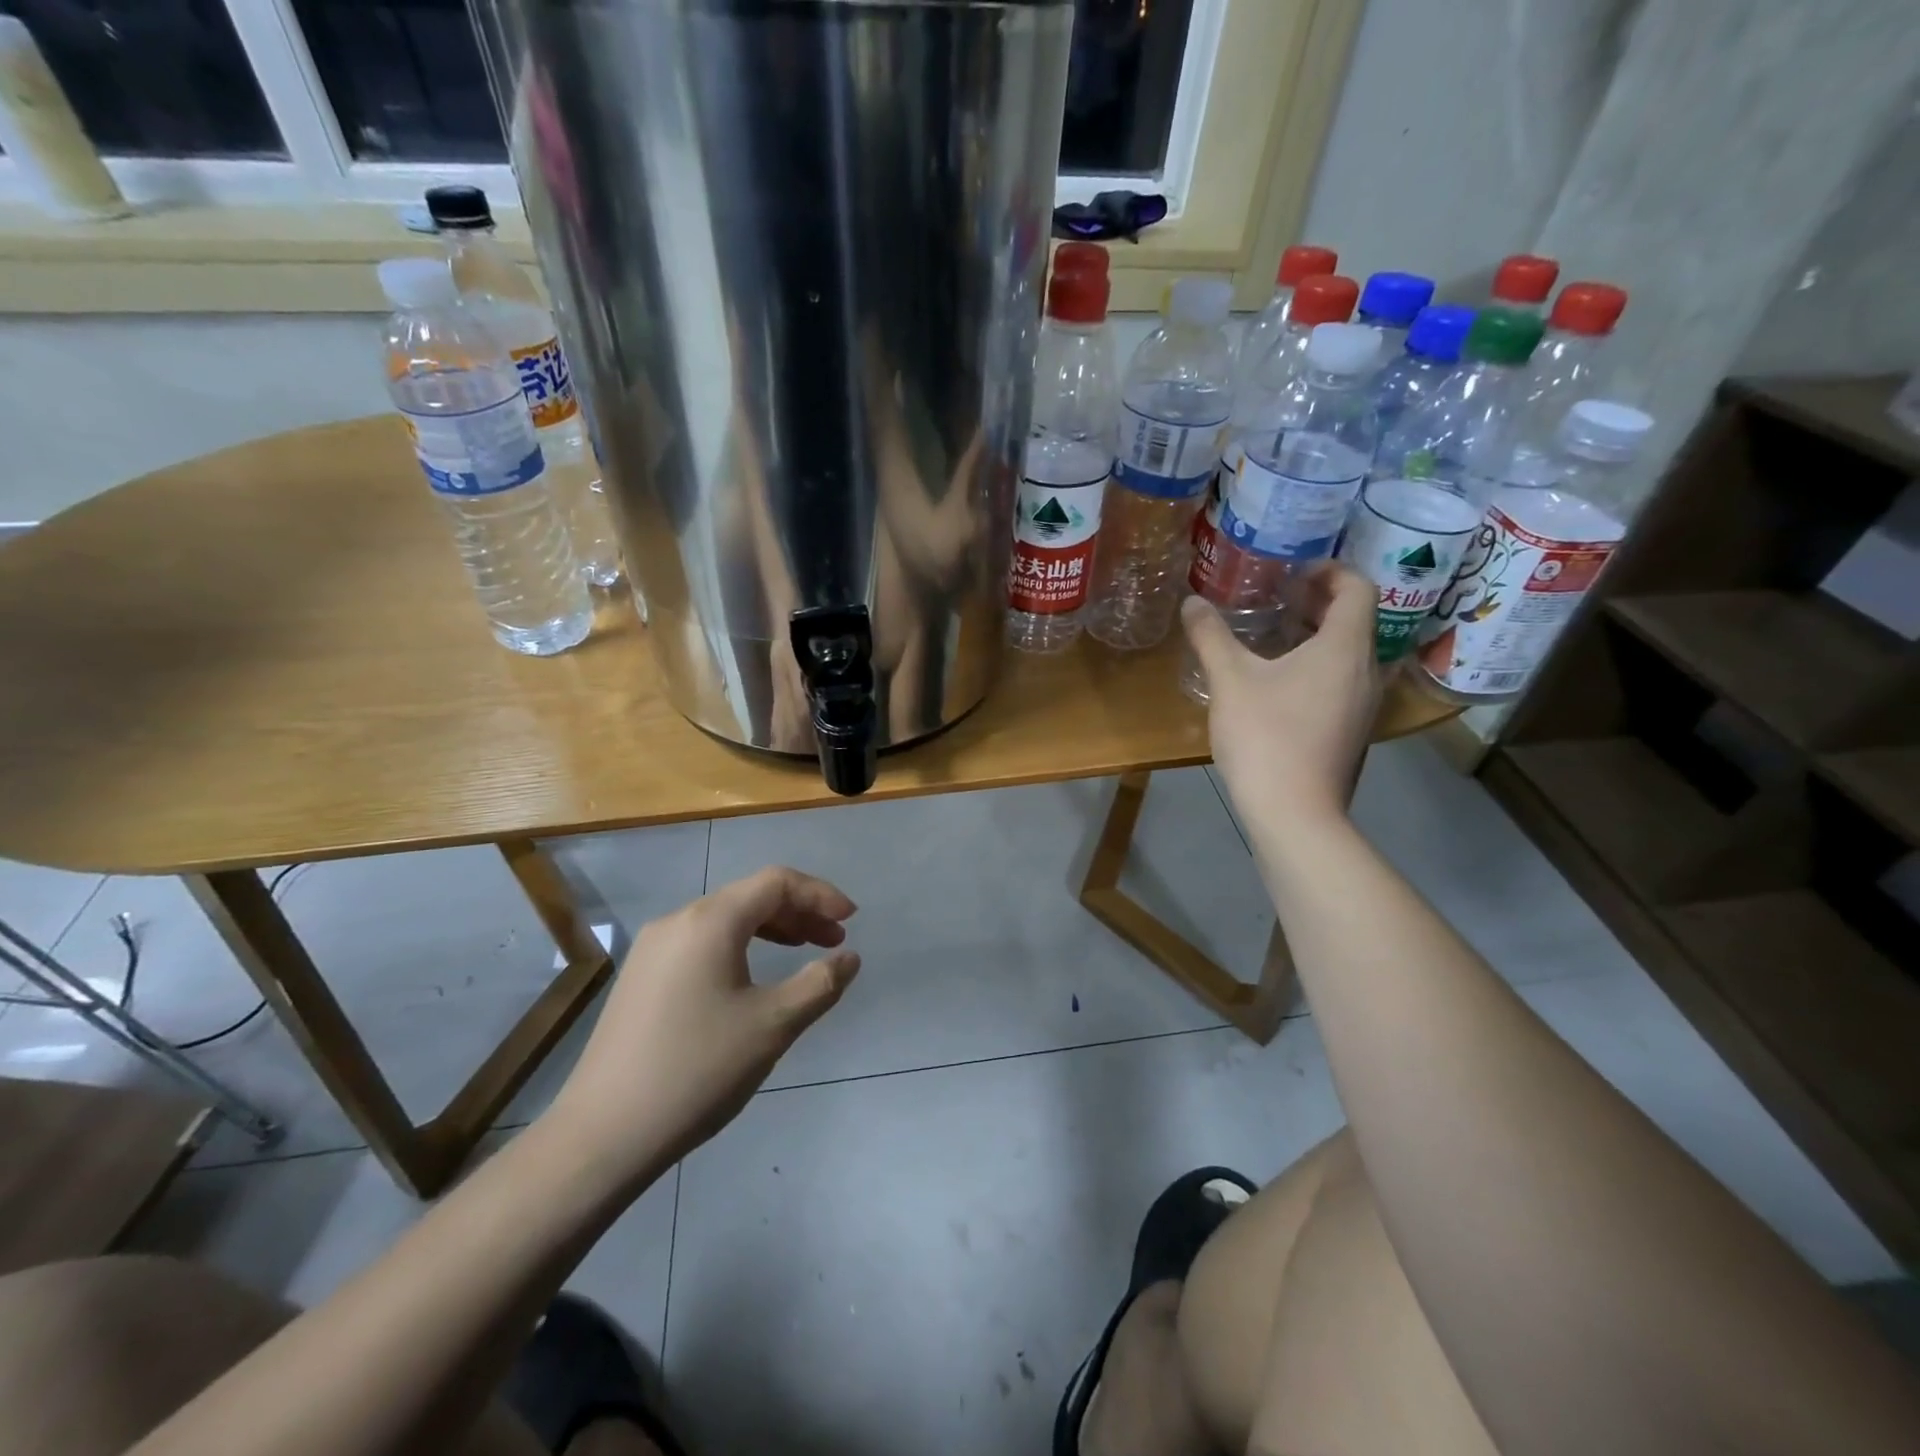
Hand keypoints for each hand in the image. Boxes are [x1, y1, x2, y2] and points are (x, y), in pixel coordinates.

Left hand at [546, 867, 859, 1181]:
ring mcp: (653, 948)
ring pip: (725, 919)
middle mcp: (678, 921)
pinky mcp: (641, 976)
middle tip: (834, 941)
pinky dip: (739, 946)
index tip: (851, 921)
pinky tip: (752, 978)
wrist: (603, 1134)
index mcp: (710, 921)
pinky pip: (702, 942)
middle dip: (799, 912)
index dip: (819, 894)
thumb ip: (820, 983)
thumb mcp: (773, 1025)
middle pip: (750, 896)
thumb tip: (849, 958)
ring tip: (802, 952)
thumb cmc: (698, 1070)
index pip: (776, 882)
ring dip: (771, 928)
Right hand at [1181, 563, 1380, 831]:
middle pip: (1354, 620)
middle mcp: (1366, 671)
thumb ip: (1211, 636)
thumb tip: (1192, 602)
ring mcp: (1364, 706)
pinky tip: (1277, 685)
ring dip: (1315, 637)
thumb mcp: (1230, 680)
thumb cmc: (1266, 736)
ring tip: (1271, 638)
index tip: (1293, 572)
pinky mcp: (1353, 732)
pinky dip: (1317, 668)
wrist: (1295, 813)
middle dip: (1317, 602)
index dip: (1329, 570)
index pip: (1357, 587)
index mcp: (1345, 648)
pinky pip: (1342, 682)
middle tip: (1275, 598)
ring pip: (1348, 654)